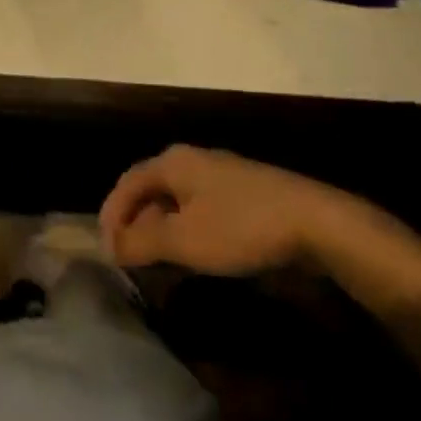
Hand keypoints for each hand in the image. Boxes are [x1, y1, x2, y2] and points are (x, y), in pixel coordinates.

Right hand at [100, 145, 367, 275]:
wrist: (314, 222)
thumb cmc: (240, 227)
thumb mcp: (184, 240)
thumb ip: (142, 242)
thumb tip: (113, 245)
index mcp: (171, 162)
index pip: (126, 183)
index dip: (111, 216)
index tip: (106, 251)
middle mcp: (191, 159)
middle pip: (150, 188)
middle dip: (135, 222)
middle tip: (129, 258)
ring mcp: (219, 173)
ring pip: (175, 199)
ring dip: (160, 228)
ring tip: (157, 260)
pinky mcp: (243, 191)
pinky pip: (199, 206)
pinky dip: (185, 228)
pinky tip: (194, 252)